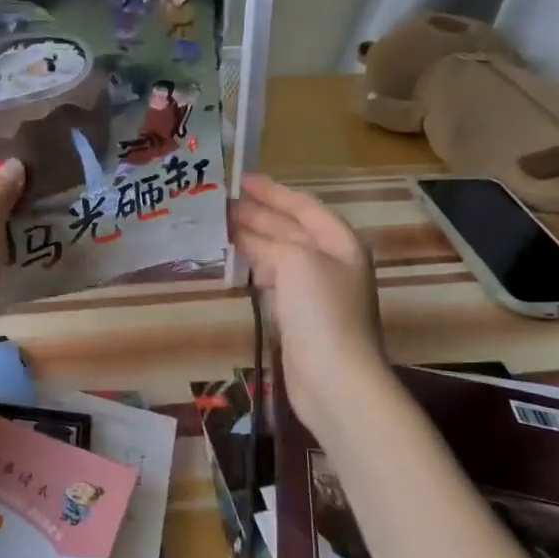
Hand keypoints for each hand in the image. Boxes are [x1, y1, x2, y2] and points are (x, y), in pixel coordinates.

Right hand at [230, 175, 383, 423]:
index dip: (273, 191)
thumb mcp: (296, 261)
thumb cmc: (320, 311)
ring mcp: (315, 290)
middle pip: (290, 229)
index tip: (240, 179)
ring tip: (219, 228)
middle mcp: (330, 262)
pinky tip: (234, 263)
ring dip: (252, 239)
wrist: (334, 378)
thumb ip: (271, 240)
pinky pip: (274, 279)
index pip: (303, 206)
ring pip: (279, 254)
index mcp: (339, 242)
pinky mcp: (299, 316)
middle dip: (258, 214)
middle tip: (220, 203)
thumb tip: (245, 234)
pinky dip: (254, 267)